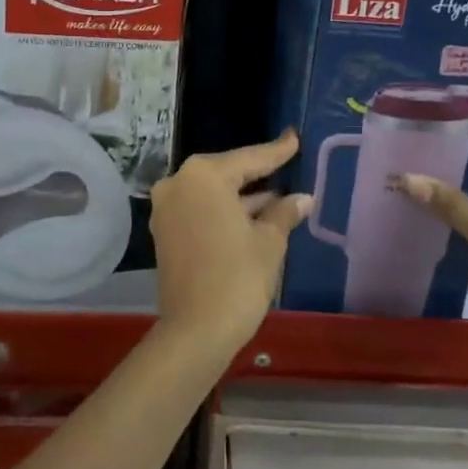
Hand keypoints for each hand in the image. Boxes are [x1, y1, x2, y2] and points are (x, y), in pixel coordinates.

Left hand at [150, 132, 312, 353]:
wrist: (196, 330)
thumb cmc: (238, 277)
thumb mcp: (269, 241)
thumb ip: (284, 212)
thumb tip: (303, 199)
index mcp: (203, 176)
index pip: (249, 159)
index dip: (276, 152)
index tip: (293, 138)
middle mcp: (178, 183)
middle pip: (226, 173)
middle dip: (257, 175)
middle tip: (286, 165)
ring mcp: (167, 208)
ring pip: (212, 193)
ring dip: (242, 197)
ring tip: (278, 196)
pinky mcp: (165, 231)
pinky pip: (200, 210)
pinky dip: (223, 211)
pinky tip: (253, 216)